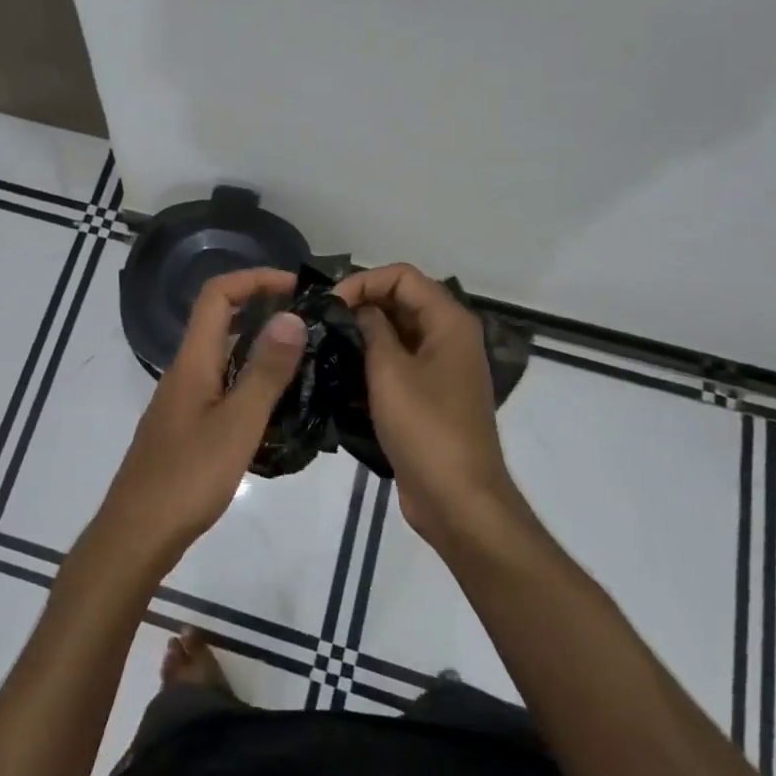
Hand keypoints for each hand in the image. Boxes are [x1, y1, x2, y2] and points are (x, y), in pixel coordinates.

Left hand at [91, 268, 307, 572]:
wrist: (137, 534)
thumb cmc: (188, 478)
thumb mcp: (237, 424)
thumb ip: (265, 372)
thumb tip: (291, 315)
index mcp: (192, 361)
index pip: (217, 295)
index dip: (254, 279)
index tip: (296, 286)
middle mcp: (184, 372)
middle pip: (219, 321)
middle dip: (262, 309)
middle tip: (310, 324)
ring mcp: (183, 401)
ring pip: (222, 356)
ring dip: (259, 348)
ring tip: (305, 361)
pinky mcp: (186, 427)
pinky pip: (221, 386)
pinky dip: (250, 382)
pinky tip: (277, 407)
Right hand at [331, 263, 527, 548]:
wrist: (457, 499)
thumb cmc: (425, 428)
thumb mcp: (390, 371)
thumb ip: (370, 329)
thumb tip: (354, 307)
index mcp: (449, 322)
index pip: (402, 276)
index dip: (363, 281)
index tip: (330, 304)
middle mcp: (448, 337)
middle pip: (399, 301)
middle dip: (359, 307)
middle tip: (318, 324)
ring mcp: (439, 368)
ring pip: (394, 334)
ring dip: (360, 337)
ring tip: (321, 347)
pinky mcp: (427, 396)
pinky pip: (395, 365)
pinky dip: (369, 364)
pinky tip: (336, 377)